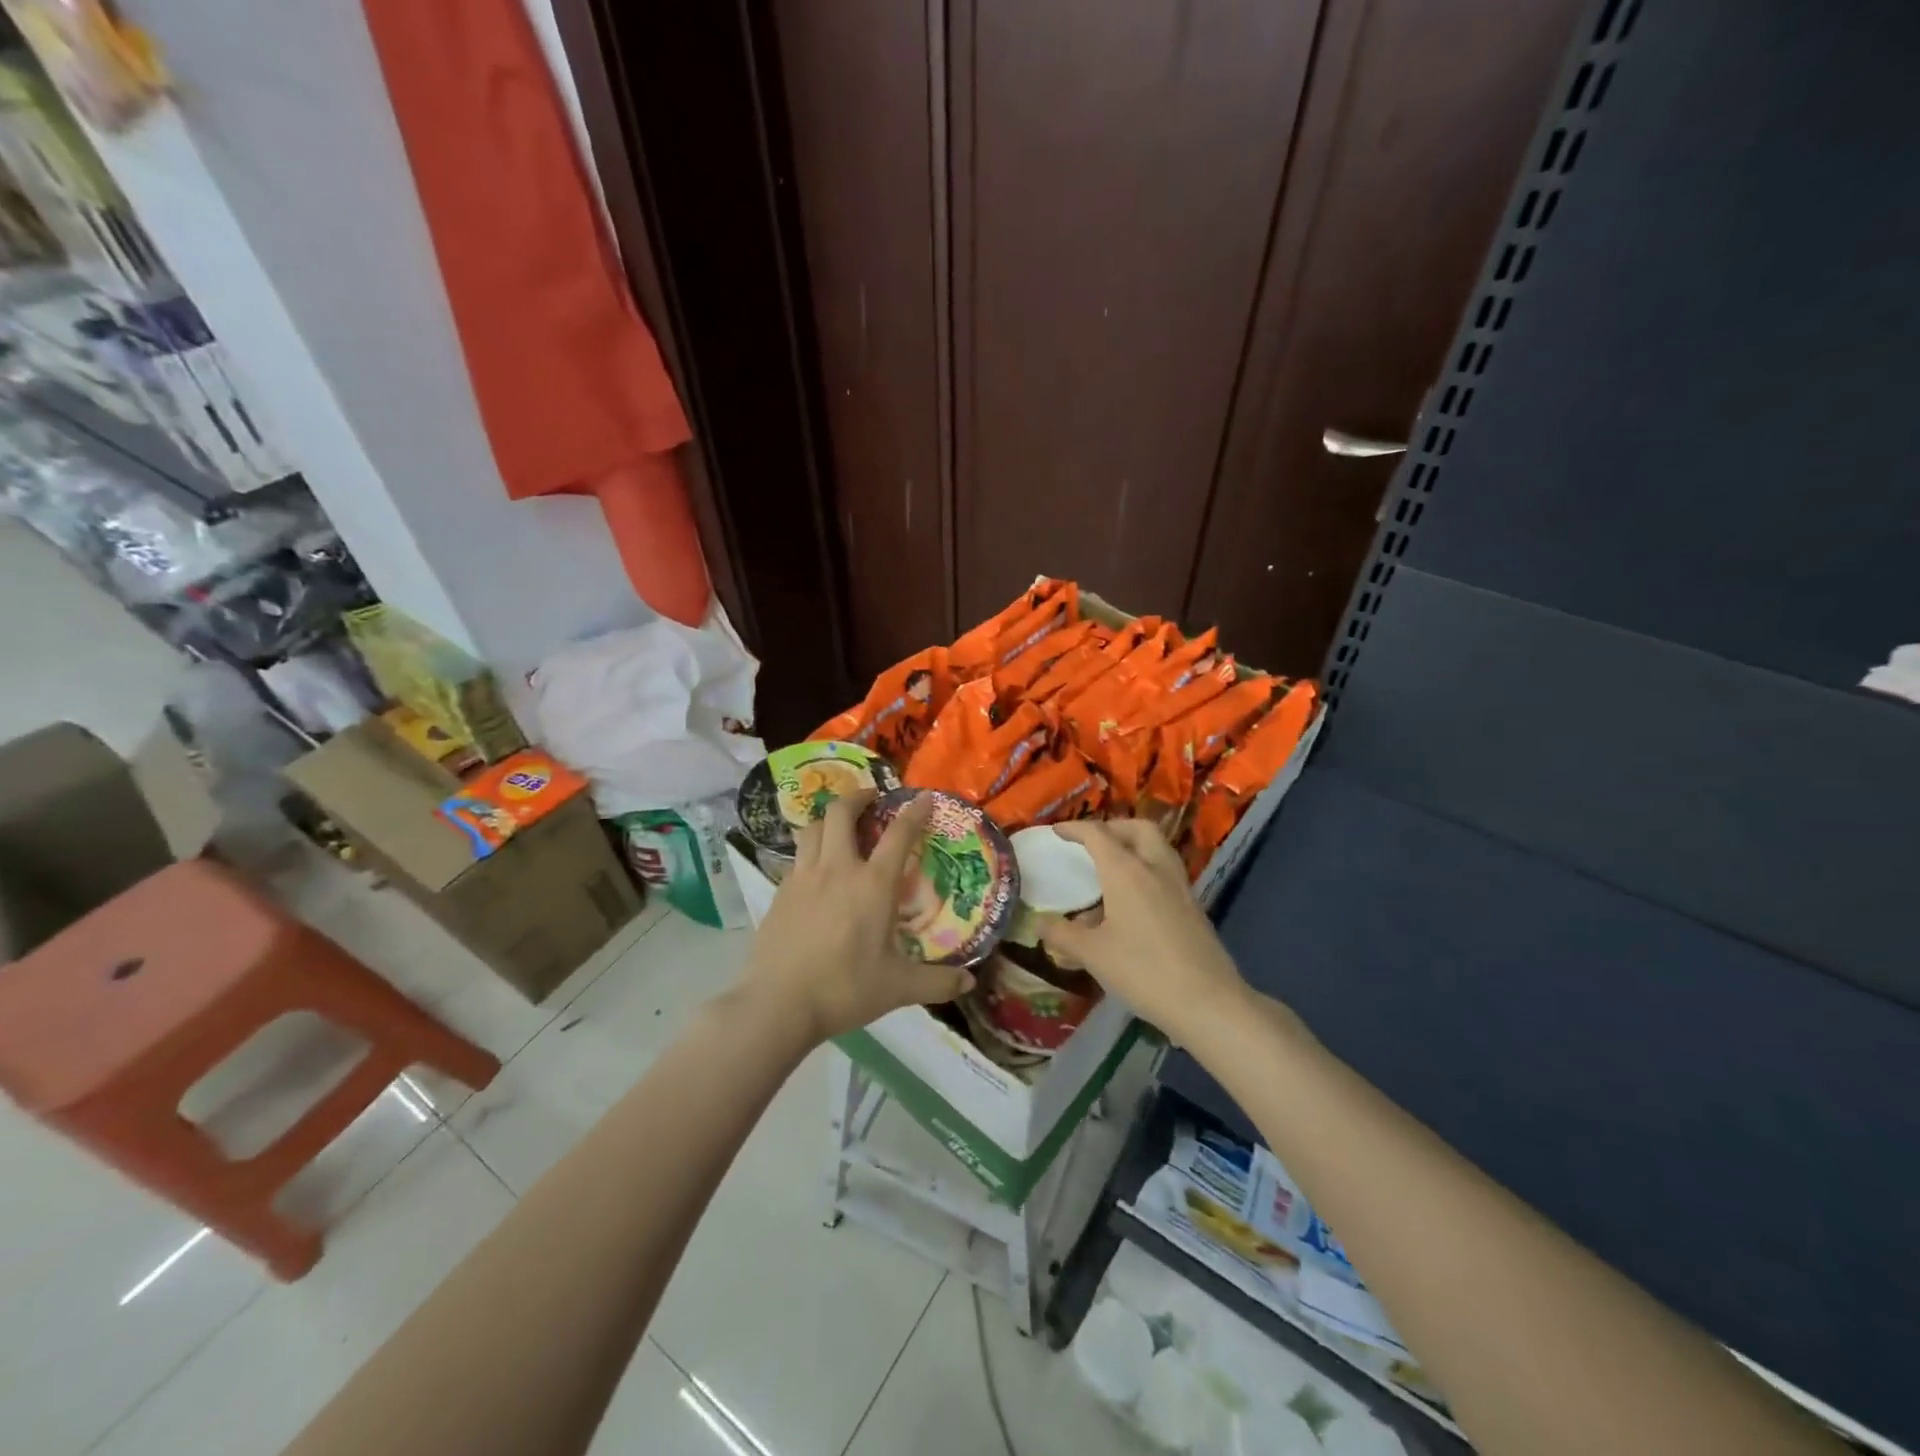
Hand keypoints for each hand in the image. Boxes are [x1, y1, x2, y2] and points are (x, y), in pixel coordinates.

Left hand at [744, 792, 974, 1041]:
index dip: (914, 812)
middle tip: (872, 799)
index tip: (924, 797)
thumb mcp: (898, 988)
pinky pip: (797, 857)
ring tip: (841, 827)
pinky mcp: (779, 893)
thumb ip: (937, 982)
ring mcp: (803, 878)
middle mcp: (837, 869)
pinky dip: (811, 851)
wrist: (778, 1004)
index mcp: (872, 884)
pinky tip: (817, 871)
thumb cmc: (844, 988)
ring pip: (813, 829)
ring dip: (830, 819)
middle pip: (841, 812)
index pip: (899, 835)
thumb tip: (969, 982)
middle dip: (858, 797)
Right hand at [1039, 820, 1250, 1040]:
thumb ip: (1062, 934)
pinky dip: (1147, 866)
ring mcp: (1179, 885)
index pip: (1098, 835)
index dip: (1075, 829)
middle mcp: (1155, 868)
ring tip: (1112, 865)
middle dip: (1112, 827)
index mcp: (1126, 872)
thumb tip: (1039, 922)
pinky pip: (1166, 869)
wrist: (1208, 1002)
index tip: (1057, 831)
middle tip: (1091, 843)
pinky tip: (1134, 896)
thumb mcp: (1093, 954)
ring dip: (1133, 843)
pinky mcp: (1194, 905)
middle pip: (1137, 828)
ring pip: (1157, 845)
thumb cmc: (1144, 971)